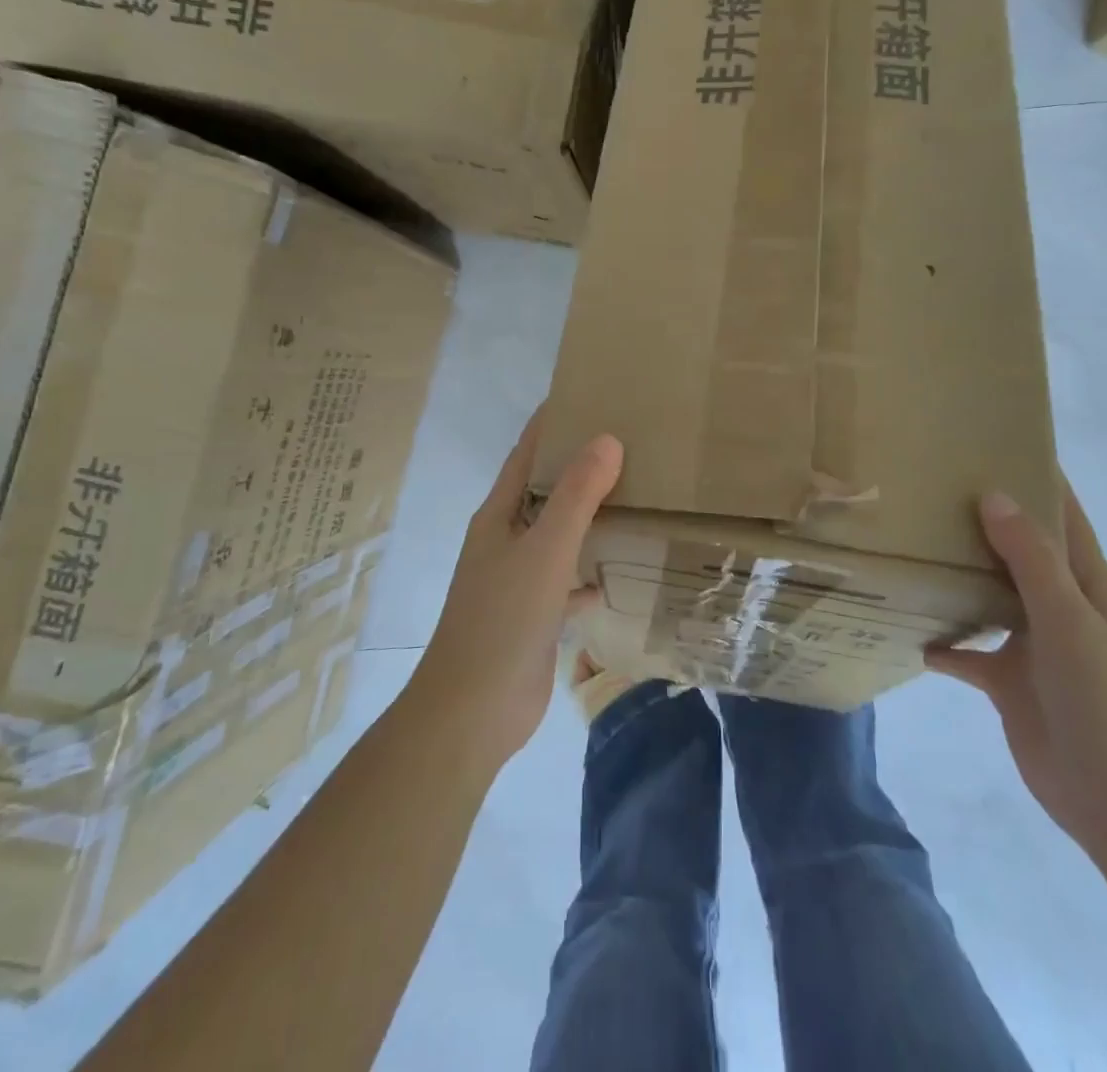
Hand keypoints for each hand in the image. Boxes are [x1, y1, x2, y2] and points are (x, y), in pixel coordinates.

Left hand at [412, 411, 622, 769]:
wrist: (473, 711)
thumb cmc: (502, 619)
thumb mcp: (544, 549)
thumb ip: (576, 495)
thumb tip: (607, 439)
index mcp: (499, 515)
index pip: (526, 454)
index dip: (551, 423)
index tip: (587, 394)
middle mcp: (506, 540)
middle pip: (545, 490)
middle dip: (579, 466)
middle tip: (628, 442)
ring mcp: (518, 579)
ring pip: (558, 534)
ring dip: (587, 516)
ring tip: (633, 495)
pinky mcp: (534, 615)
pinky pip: (566, 579)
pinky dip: (588, 570)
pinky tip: (617, 570)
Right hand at [925, 483, 1106, 867]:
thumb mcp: (1072, 622)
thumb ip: (1032, 560)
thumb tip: (994, 495)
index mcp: (1085, 584)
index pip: (1061, 516)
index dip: (1036, 478)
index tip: (993, 440)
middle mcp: (1057, 606)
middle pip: (1016, 550)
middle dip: (980, 518)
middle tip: (927, 484)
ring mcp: (1032, 645)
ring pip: (987, 595)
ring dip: (956, 574)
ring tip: (907, 543)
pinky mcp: (1007, 682)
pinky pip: (966, 652)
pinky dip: (940, 640)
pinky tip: (905, 626)